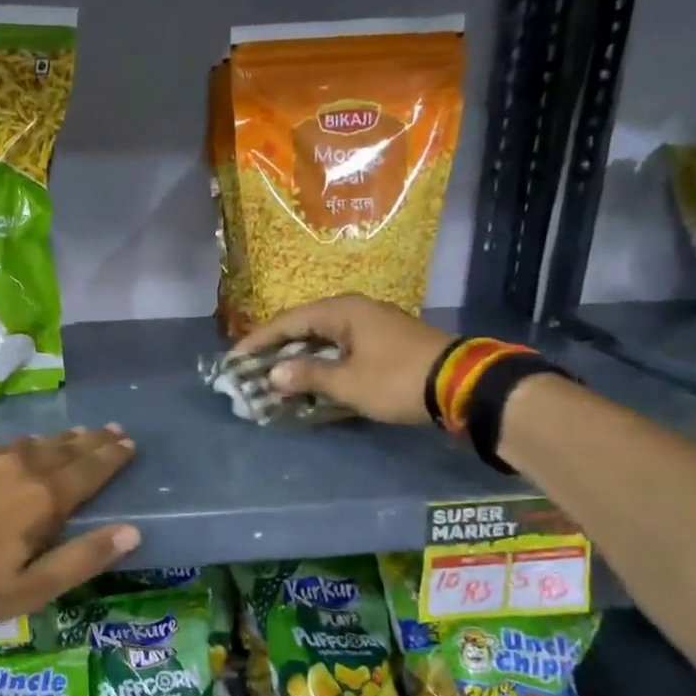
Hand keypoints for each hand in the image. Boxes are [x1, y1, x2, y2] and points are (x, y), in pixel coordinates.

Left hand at [0, 426, 140, 627]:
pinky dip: (25, 444)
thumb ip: (83, 558)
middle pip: (65, 450)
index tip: (129, 444)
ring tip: (76, 434)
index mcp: (44, 498)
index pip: (89, 470)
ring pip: (34, 443)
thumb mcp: (32, 587)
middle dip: (92, 442)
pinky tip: (22, 446)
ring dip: (60, 440)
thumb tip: (132, 532)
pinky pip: (4, 445)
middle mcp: (21, 468)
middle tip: (112, 431)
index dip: (112, 458)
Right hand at [232, 296, 454, 425]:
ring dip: (299, 357)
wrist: (461, 384)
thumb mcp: (347, 382)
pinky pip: (340, 348)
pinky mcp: (384, 343)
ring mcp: (372, 325)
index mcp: (342, 311)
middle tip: (250, 368)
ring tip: (274, 376)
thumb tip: (273, 374)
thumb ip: (307, 375)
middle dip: (276, 349)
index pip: (287, 322)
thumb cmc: (397, 379)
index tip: (234, 359)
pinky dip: (321, 362)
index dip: (258, 342)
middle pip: (304, 327)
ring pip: (323, 338)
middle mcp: (354, 311)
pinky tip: (311, 378)